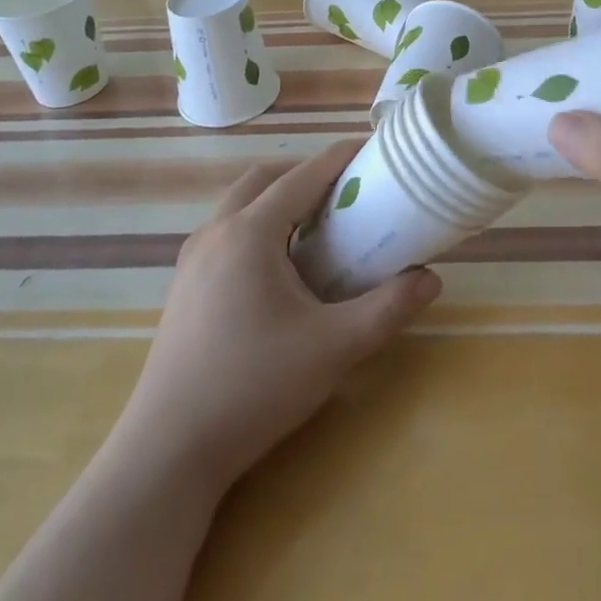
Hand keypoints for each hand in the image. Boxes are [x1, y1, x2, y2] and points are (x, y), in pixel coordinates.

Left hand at [111, 143, 440, 494]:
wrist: (169, 450)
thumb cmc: (254, 387)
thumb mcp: (334, 348)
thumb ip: (388, 309)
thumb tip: (430, 280)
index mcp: (250, 232)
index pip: (302, 176)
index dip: (339, 157)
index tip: (372, 149)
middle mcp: (215, 232)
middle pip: (264, 179)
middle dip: (305, 175)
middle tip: (344, 193)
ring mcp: (192, 259)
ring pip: (238, 205)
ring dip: (276, 200)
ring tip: (315, 228)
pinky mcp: (183, 286)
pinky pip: (225, 232)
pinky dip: (256, 226)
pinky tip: (278, 269)